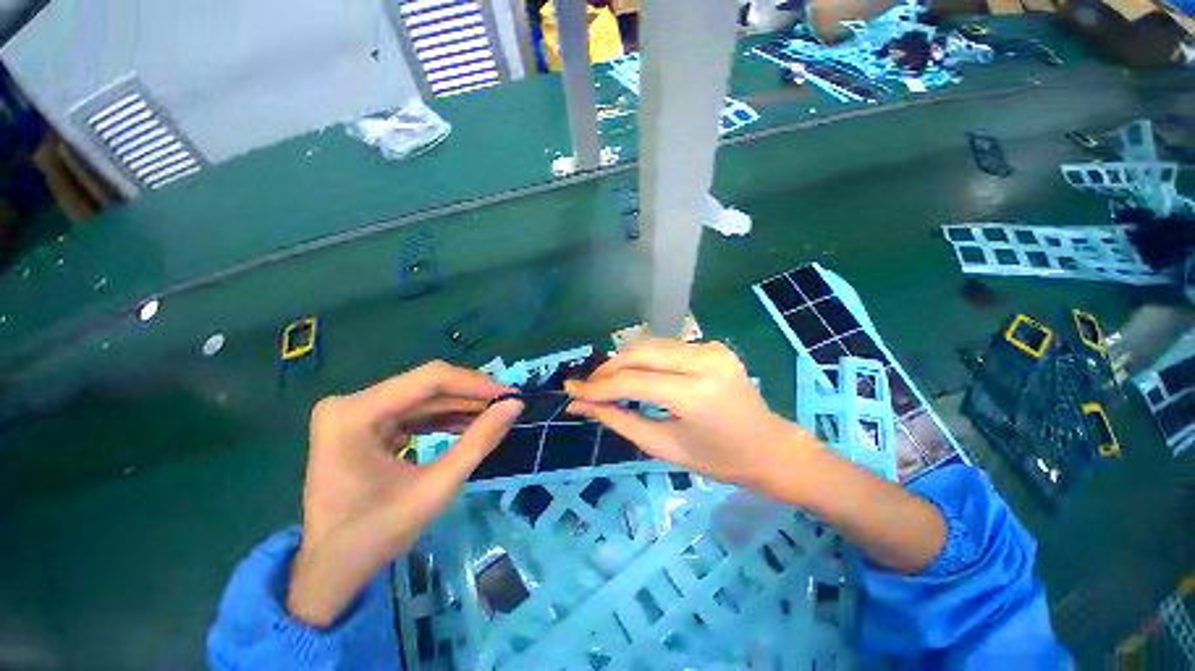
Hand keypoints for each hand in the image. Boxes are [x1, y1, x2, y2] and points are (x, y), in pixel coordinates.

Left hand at [287, 361, 522, 626]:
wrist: (330, 572)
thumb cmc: (377, 535)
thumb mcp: (436, 488)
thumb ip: (479, 442)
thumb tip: (514, 406)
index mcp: (355, 414)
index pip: (429, 380)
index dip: (475, 383)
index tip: (510, 395)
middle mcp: (350, 403)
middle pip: (425, 386)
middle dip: (470, 396)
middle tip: (508, 405)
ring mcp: (354, 413)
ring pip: (423, 398)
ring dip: (461, 407)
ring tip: (495, 415)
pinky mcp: (363, 424)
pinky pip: (413, 412)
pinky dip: (443, 419)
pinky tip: (469, 425)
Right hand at [568, 342, 946, 571]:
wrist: (771, 447)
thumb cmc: (719, 459)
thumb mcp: (664, 447)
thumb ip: (620, 421)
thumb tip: (582, 406)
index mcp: (694, 394)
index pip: (632, 382)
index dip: (597, 387)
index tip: (571, 392)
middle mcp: (703, 361)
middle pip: (639, 353)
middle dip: (607, 369)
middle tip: (586, 387)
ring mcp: (711, 348)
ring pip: (651, 345)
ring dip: (623, 361)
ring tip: (605, 382)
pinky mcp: (713, 345)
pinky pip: (667, 347)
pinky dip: (645, 359)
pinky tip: (635, 374)